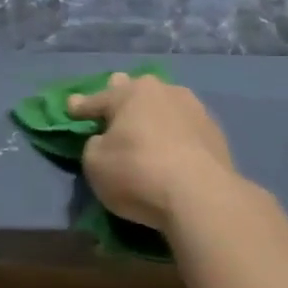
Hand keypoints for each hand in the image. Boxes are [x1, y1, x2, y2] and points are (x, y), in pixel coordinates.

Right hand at [66, 73, 237, 232]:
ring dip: (154, 115)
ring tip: (146, 125)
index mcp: (131, 93)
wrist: (201, 196)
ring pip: (166, 106)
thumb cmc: (137, 172)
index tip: (71, 106)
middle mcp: (165, 92)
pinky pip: (185, 128)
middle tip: (114, 100)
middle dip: (123, 94)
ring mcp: (195, 110)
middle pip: (137, 91)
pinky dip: (175, 134)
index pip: (98, 99)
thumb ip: (95, 145)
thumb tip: (106, 140)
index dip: (81, 106)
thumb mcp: (95, 163)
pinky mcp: (216, 134)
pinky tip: (173, 146)